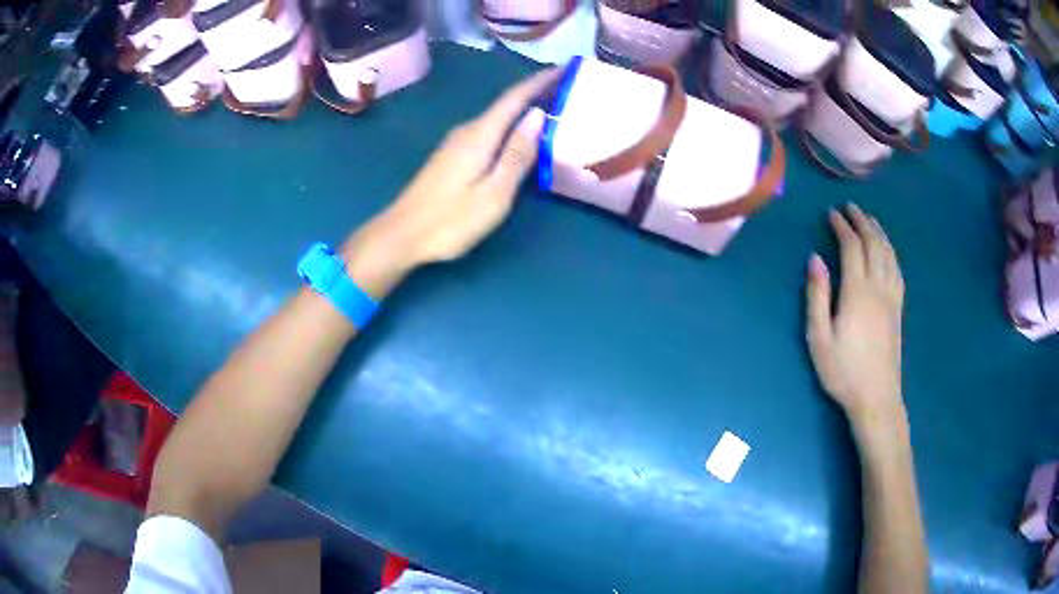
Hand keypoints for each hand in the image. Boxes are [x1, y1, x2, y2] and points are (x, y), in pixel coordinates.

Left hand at [340, 69, 556, 297]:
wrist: (401, 235)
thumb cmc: (450, 220)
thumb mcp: (493, 193)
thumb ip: (517, 154)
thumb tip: (537, 116)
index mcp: (480, 134)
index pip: (515, 97)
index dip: (541, 81)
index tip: (566, 69)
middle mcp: (468, 130)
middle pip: (506, 104)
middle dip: (537, 93)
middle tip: (569, 91)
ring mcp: (457, 143)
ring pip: (497, 118)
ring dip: (524, 110)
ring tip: (553, 110)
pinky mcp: (452, 156)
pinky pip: (489, 131)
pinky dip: (510, 126)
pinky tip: (521, 136)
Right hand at [806, 204, 906, 436]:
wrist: (876, 397)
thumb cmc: (843, 370)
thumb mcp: (819, 337)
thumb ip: (817, 295)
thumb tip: (815, 259)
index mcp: (857, 291)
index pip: (851, 246)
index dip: (841, 226)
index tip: (831, 213)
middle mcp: (878, 286)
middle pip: (873, 243)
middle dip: (861, 221)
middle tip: (849, 207)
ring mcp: (892, 296)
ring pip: (888, 253)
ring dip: (878, 231)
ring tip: (868, 219)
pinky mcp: (898, 308)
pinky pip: (897, 269)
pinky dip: (891, 251)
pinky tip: (887, 249)